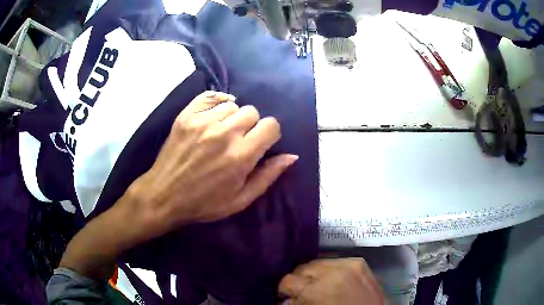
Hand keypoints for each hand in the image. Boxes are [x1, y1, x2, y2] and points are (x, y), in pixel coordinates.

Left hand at [125, 91, 297, 238]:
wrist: (164, 196)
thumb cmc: (204, 203)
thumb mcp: (240, 200)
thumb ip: (268, 176)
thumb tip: (292, 156)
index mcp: (241, 156)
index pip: (271, 125)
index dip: (270, 134)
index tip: (261, 143)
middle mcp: (223, 133)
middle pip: (252, 111)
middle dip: (251, 125)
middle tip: (239, 140)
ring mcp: (202, 121)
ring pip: (232, 104)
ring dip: (232, 117)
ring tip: (221, 132)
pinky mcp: (185, 116)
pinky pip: (209, 96)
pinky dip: (215, 103)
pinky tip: (213, 115)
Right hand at [278, 258, 384, 304]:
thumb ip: (296, 304)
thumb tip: (286, 299)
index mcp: (317, 289)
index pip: (288, 280)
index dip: (284, 290)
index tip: (286, 296)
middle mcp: (332, 271)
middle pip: (303, 267)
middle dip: (300, 280)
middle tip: (301, 292)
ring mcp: (348, 264)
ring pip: (318, 261)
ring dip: (314, 274)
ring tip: (317, 285)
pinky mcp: (359, 262)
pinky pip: (335, 261)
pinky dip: (329, 270)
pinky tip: (331, 280)